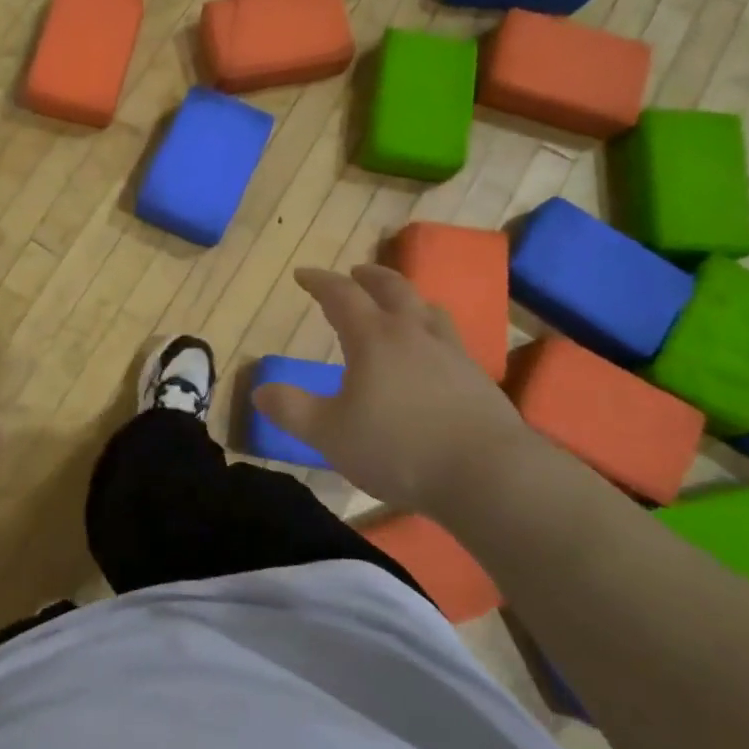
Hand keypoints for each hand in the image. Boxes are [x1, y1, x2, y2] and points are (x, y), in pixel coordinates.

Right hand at [251, 265, 533, 514]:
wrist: (489, 475)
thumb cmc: (398, 448)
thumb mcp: (329, 434)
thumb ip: (292, 410)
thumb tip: (259, 390)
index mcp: (374, 338)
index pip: (342, 295)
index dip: (320, 281)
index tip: (303, 274)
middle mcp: (414, 334)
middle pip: (393, 288)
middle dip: (370, 276)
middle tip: (356, 272)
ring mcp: (452, 353)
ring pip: (428, 310)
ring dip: (408, 299)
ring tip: (398, 306)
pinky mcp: (479, 379)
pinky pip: (451, 340)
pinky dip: (432, 333)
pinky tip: (432, 356)